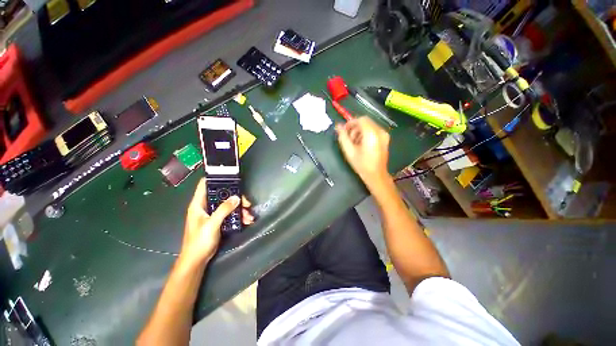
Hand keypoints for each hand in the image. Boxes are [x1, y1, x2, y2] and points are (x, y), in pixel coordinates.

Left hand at [180, 178, 253, 266]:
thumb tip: (237, 197)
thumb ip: (224, 210)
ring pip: (229, 204)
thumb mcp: (211, 225)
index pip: (205, 184)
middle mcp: (206, 206)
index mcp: (198, 204)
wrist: (197, 260)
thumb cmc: (199, 242)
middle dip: (236, 197)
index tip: (231, 177)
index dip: (216, 178)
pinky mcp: (219, 220)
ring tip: (248, 215)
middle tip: (247, 202)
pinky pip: (231, 213)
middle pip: (222, 194)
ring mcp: (213, 213)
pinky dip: (239, 215)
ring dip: (240, 208)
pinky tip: (246, 220)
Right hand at [336, 116, 389, 182]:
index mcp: (372, 134)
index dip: (351, 123)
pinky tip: (361, 145)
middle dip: (355, 128)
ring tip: (354, 143)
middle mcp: (380, 131)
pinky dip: (365, 134)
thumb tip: (338, 126)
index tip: (344, 131)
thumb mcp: (349, 151)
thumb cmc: (361, 164)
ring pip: (369, 126)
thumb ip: (343, 137)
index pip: (361, 120)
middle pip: (365, 122)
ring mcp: (384, 135)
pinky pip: (373, 131)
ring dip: (360, 132)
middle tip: (348, 139)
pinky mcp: (385, 139)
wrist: (376, 175)